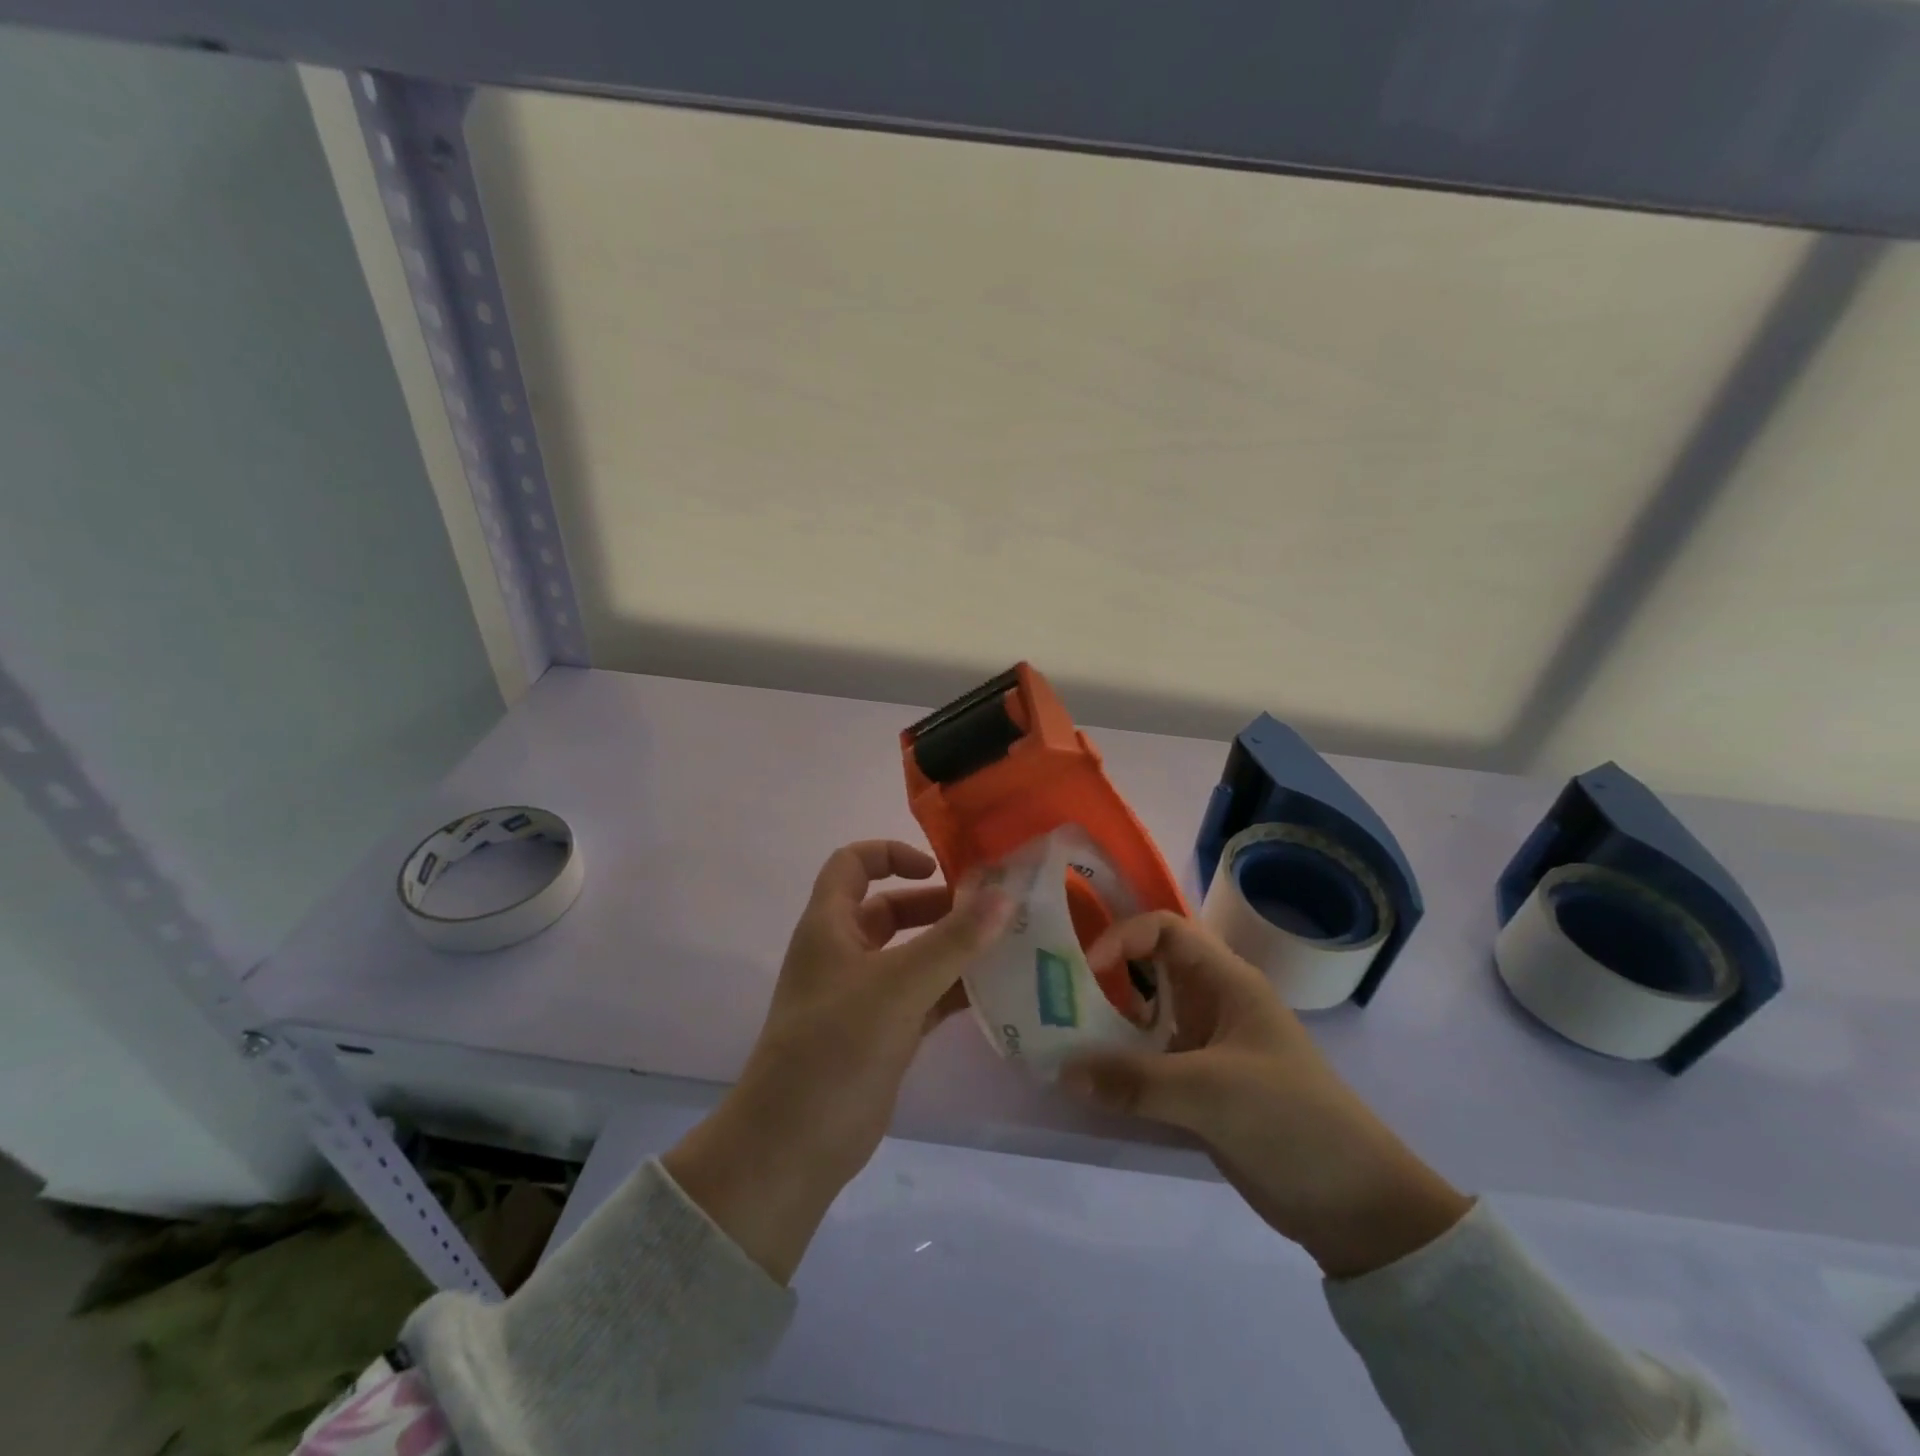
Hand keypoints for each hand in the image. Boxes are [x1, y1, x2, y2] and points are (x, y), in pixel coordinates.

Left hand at [664, 841, 1009, 1281]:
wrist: (793, 1146)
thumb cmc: (835, 1047)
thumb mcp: (898, 985)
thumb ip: (954, 940)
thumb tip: (1005, 894)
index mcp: (829, 925)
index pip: (853, 863)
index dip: (892, 854)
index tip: (938, 870)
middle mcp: (843, 953)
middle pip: (890, 909)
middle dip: (938, 906)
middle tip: (991, 912)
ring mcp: (862, 996)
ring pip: (910, 955)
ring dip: (951, 949)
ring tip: (1004, 947)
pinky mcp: (880, 1034)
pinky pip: (922, 996)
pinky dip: (952, 989)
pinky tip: (993, 991)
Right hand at [1062, 912, 1470, 1278]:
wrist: (1353, 1204)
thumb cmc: (1289, 1120)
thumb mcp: (1210, 1093)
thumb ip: (1133, 1080)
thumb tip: (1061, 1070)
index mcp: (1226, 982)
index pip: (1165, 929)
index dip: (1123, 937)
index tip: (1087, 971)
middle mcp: (1211, 1003)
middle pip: (1147, 969)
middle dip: (1103, 977)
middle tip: (1054, 997)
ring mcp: (1205, 1045)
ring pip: (1144, 1016)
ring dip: (1105, 1024)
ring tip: (1059, 1038)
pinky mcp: (1198, 1086)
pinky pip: (1147, 1060)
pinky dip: (1118, 1065)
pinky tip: (1087, 1081)